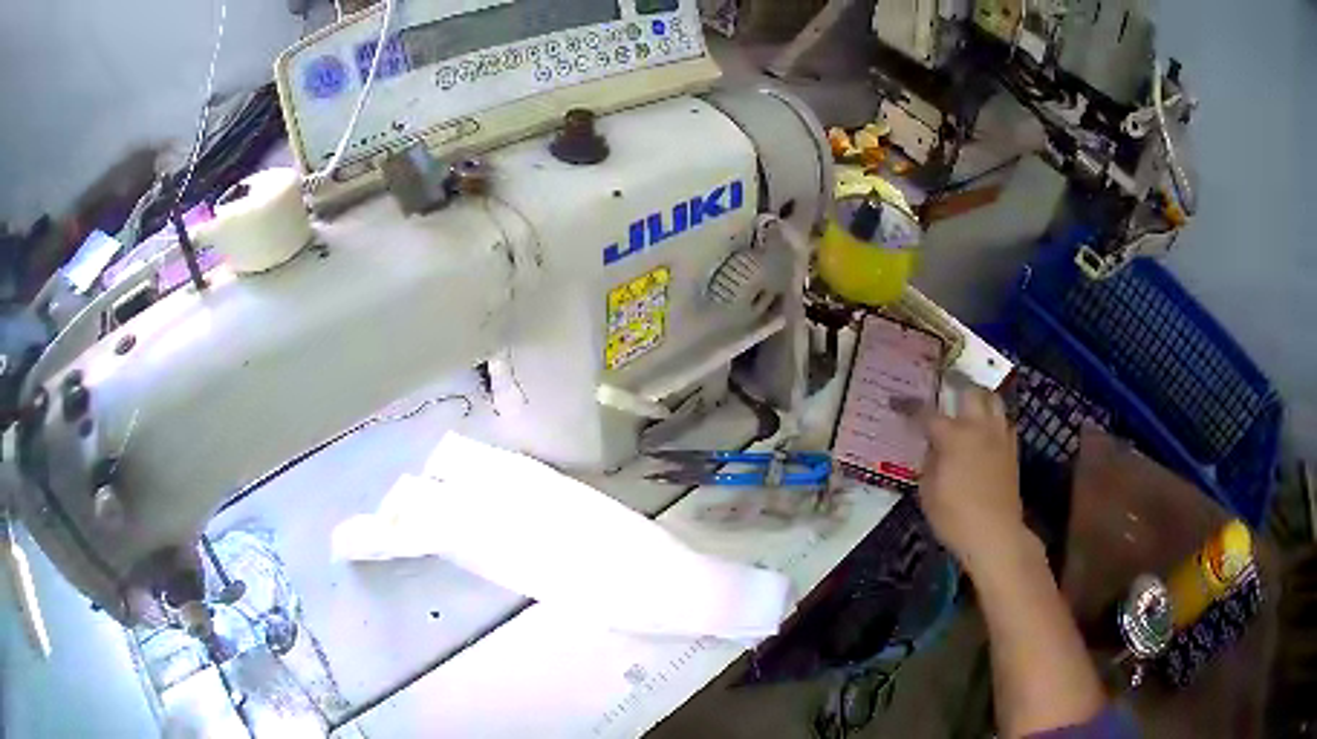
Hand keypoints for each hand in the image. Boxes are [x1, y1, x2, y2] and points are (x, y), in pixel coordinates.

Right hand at [918, 381, 1028, 578]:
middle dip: (956, 384)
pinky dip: (995, 419)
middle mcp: (979, 428)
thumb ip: (929, 463)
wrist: (995, 534)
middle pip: (970, 391)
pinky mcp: (1012, 450)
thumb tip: (933, 449)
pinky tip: (988, 429)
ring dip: (980, 396)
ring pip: (994, 400)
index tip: (896, 402)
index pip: (927, 413)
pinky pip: (1005, 422)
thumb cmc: (955, 517)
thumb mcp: (928, 492)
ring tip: (970, 399)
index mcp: (953, 437)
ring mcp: (999, 437)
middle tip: (945, 382)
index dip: (909, 406)